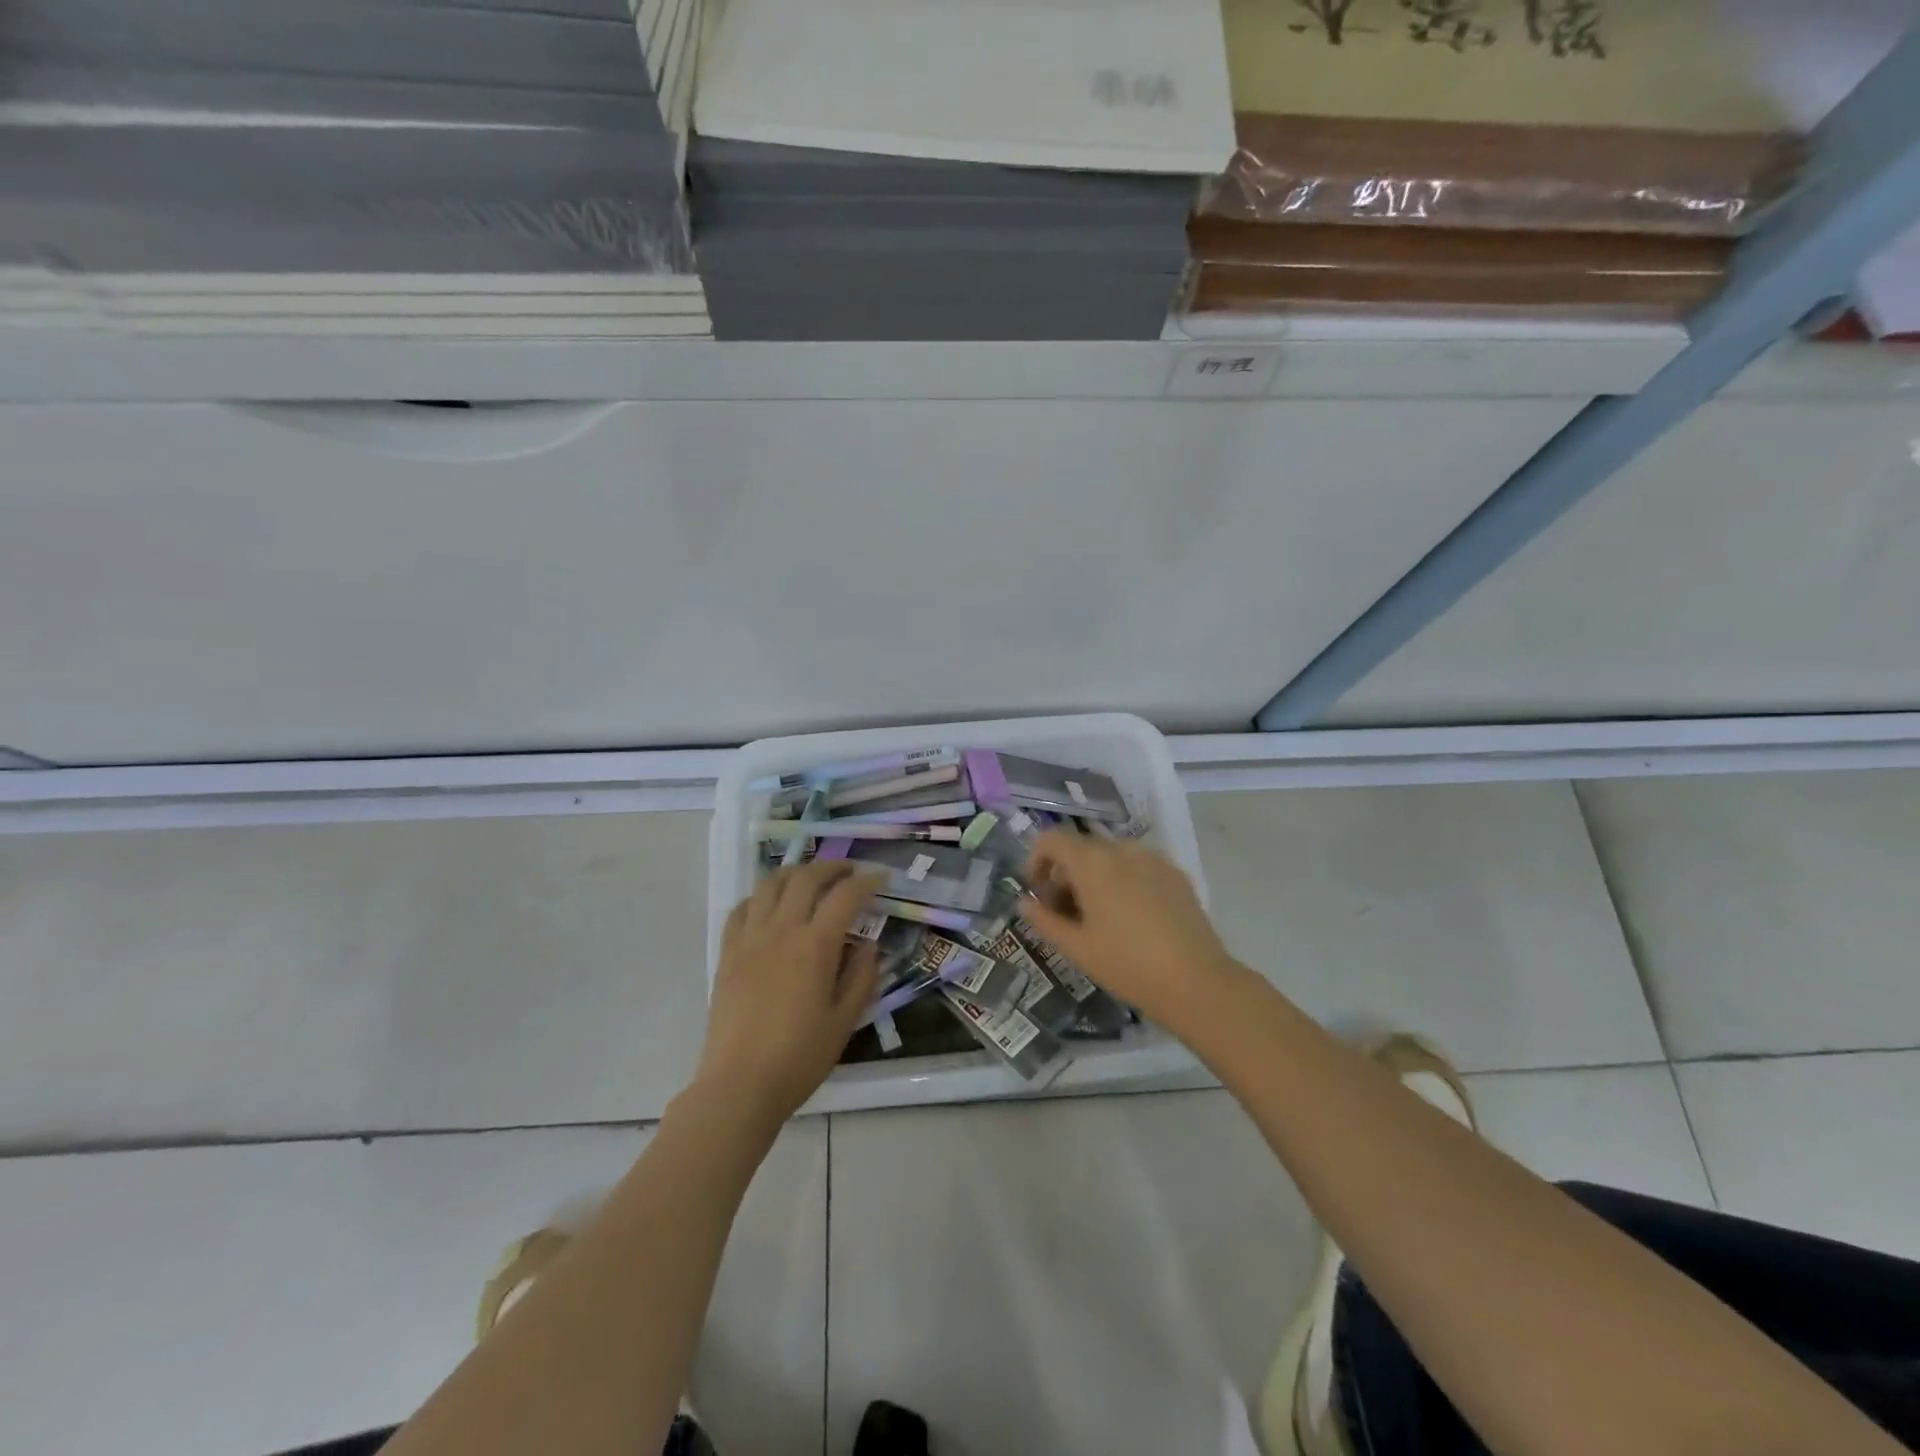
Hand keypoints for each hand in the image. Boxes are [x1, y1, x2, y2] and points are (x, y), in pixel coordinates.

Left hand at [697, 861, 887, 1123]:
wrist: (739, 1085)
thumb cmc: (799, 1057)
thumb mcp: (844, 1021)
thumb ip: (861, 977)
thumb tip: (868, 945)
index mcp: (814, 946)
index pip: (845, 896)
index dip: (867, 882)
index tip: (881, 879)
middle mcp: (781, 930)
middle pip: (806, 878)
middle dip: (832, 867)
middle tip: (849, 871)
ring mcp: (749, 938)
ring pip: (770, 884)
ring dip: (795, 872)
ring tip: (810, 878)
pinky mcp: (727, 952)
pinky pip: (742, 908)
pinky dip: (761, 896)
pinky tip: (771, 906)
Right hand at [1018, 831, 1237, 1023]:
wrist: (1196, 982)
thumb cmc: (1126, 964)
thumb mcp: (1076, 947)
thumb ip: (1044, 920)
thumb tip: (1025, 902)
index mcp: (1093, 862)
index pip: (1051, 840)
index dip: (1036, 861)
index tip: (1038, 892)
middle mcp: (1122, 849)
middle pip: (1081, 848)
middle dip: (1065, 874)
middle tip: (1065, 913)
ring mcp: (1153, 858)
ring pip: (1110, 857)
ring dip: (1094, 877)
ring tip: (1098, 917)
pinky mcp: (1175, 873)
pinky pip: (1137, 866)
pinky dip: (1123, 880)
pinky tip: (1131, 917)